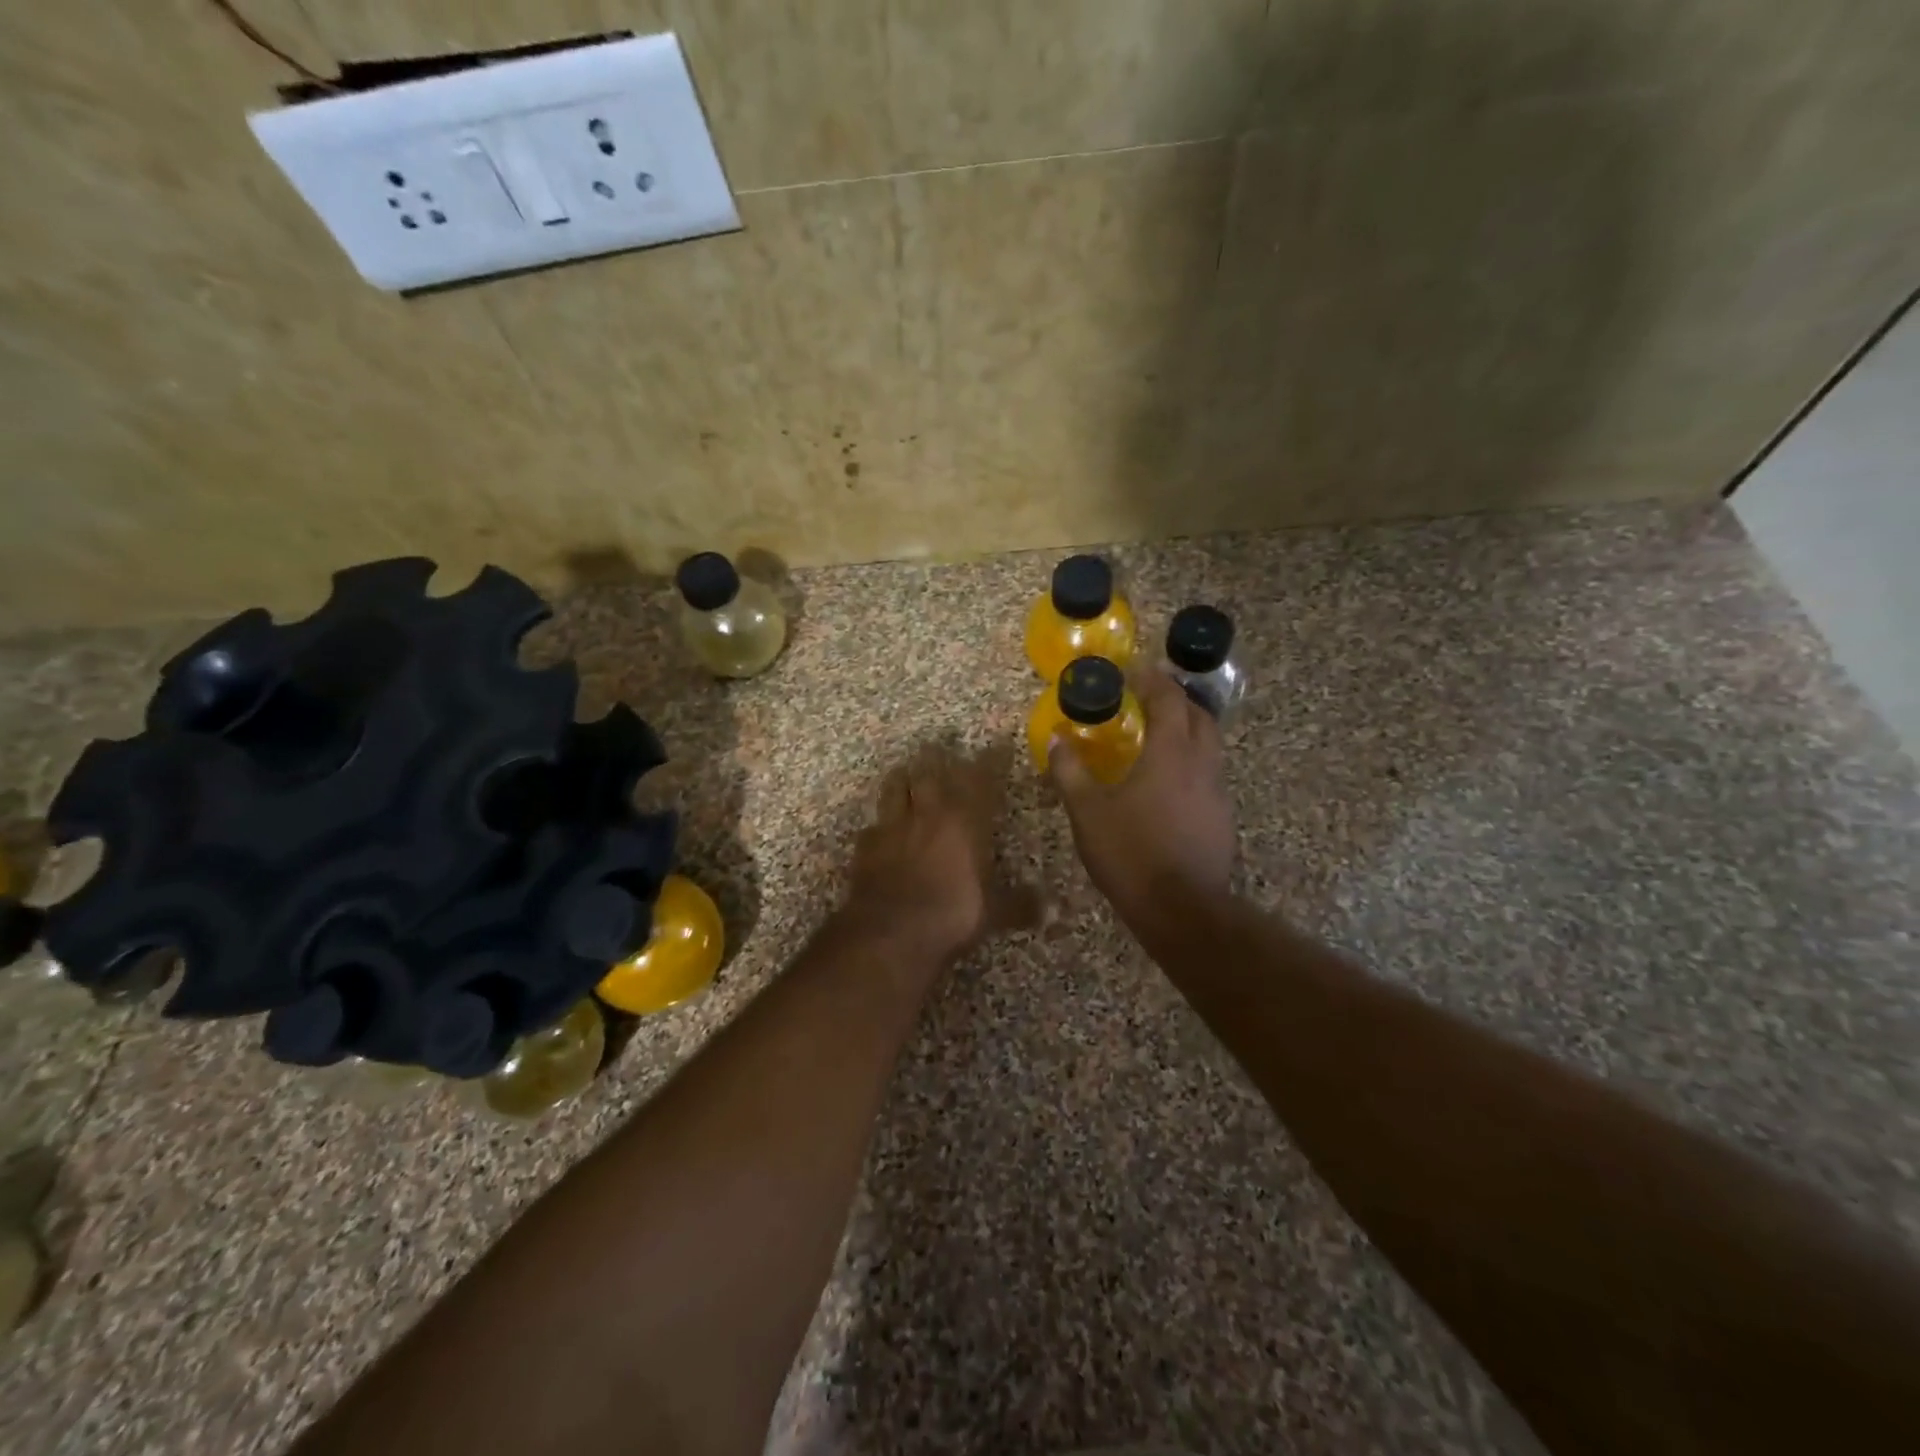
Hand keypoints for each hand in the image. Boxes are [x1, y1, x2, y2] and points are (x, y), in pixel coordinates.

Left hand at [847, 742, 1038, 960]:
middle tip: (942, 752)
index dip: (992, 760)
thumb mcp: (994, 913)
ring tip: (908, 775)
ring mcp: (893, 826)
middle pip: (931, 772)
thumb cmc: (952, 914)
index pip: (982, 778)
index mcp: (965, 820)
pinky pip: (873, 825)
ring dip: (904, 779)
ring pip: (895, 787)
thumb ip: (1022, 905)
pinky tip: (881, 830)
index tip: (999, 746)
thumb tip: (1054, 910)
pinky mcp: (866, 845)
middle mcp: (929, 813)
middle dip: (939, 760)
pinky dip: (880, 823)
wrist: (890, 932)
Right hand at [1048, 668, 1235, 935]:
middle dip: (1176, 698)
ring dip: (1187, 729)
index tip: (1133, 669)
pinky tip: (1169, 783)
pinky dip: (1191, 762)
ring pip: (1209, 744)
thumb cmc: (1131, 853)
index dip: (1151, 679)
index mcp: (1171, 752)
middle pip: (1199, 714)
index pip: (1168, 698)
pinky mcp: (1222, 817)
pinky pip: (1209, 773)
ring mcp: (1217, 791)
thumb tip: (1056, 739)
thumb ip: (1070, 772)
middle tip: (1148, 697)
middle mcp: (1202, 763)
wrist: (1182, 910)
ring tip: (1158, 736)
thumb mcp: (1088, 812)